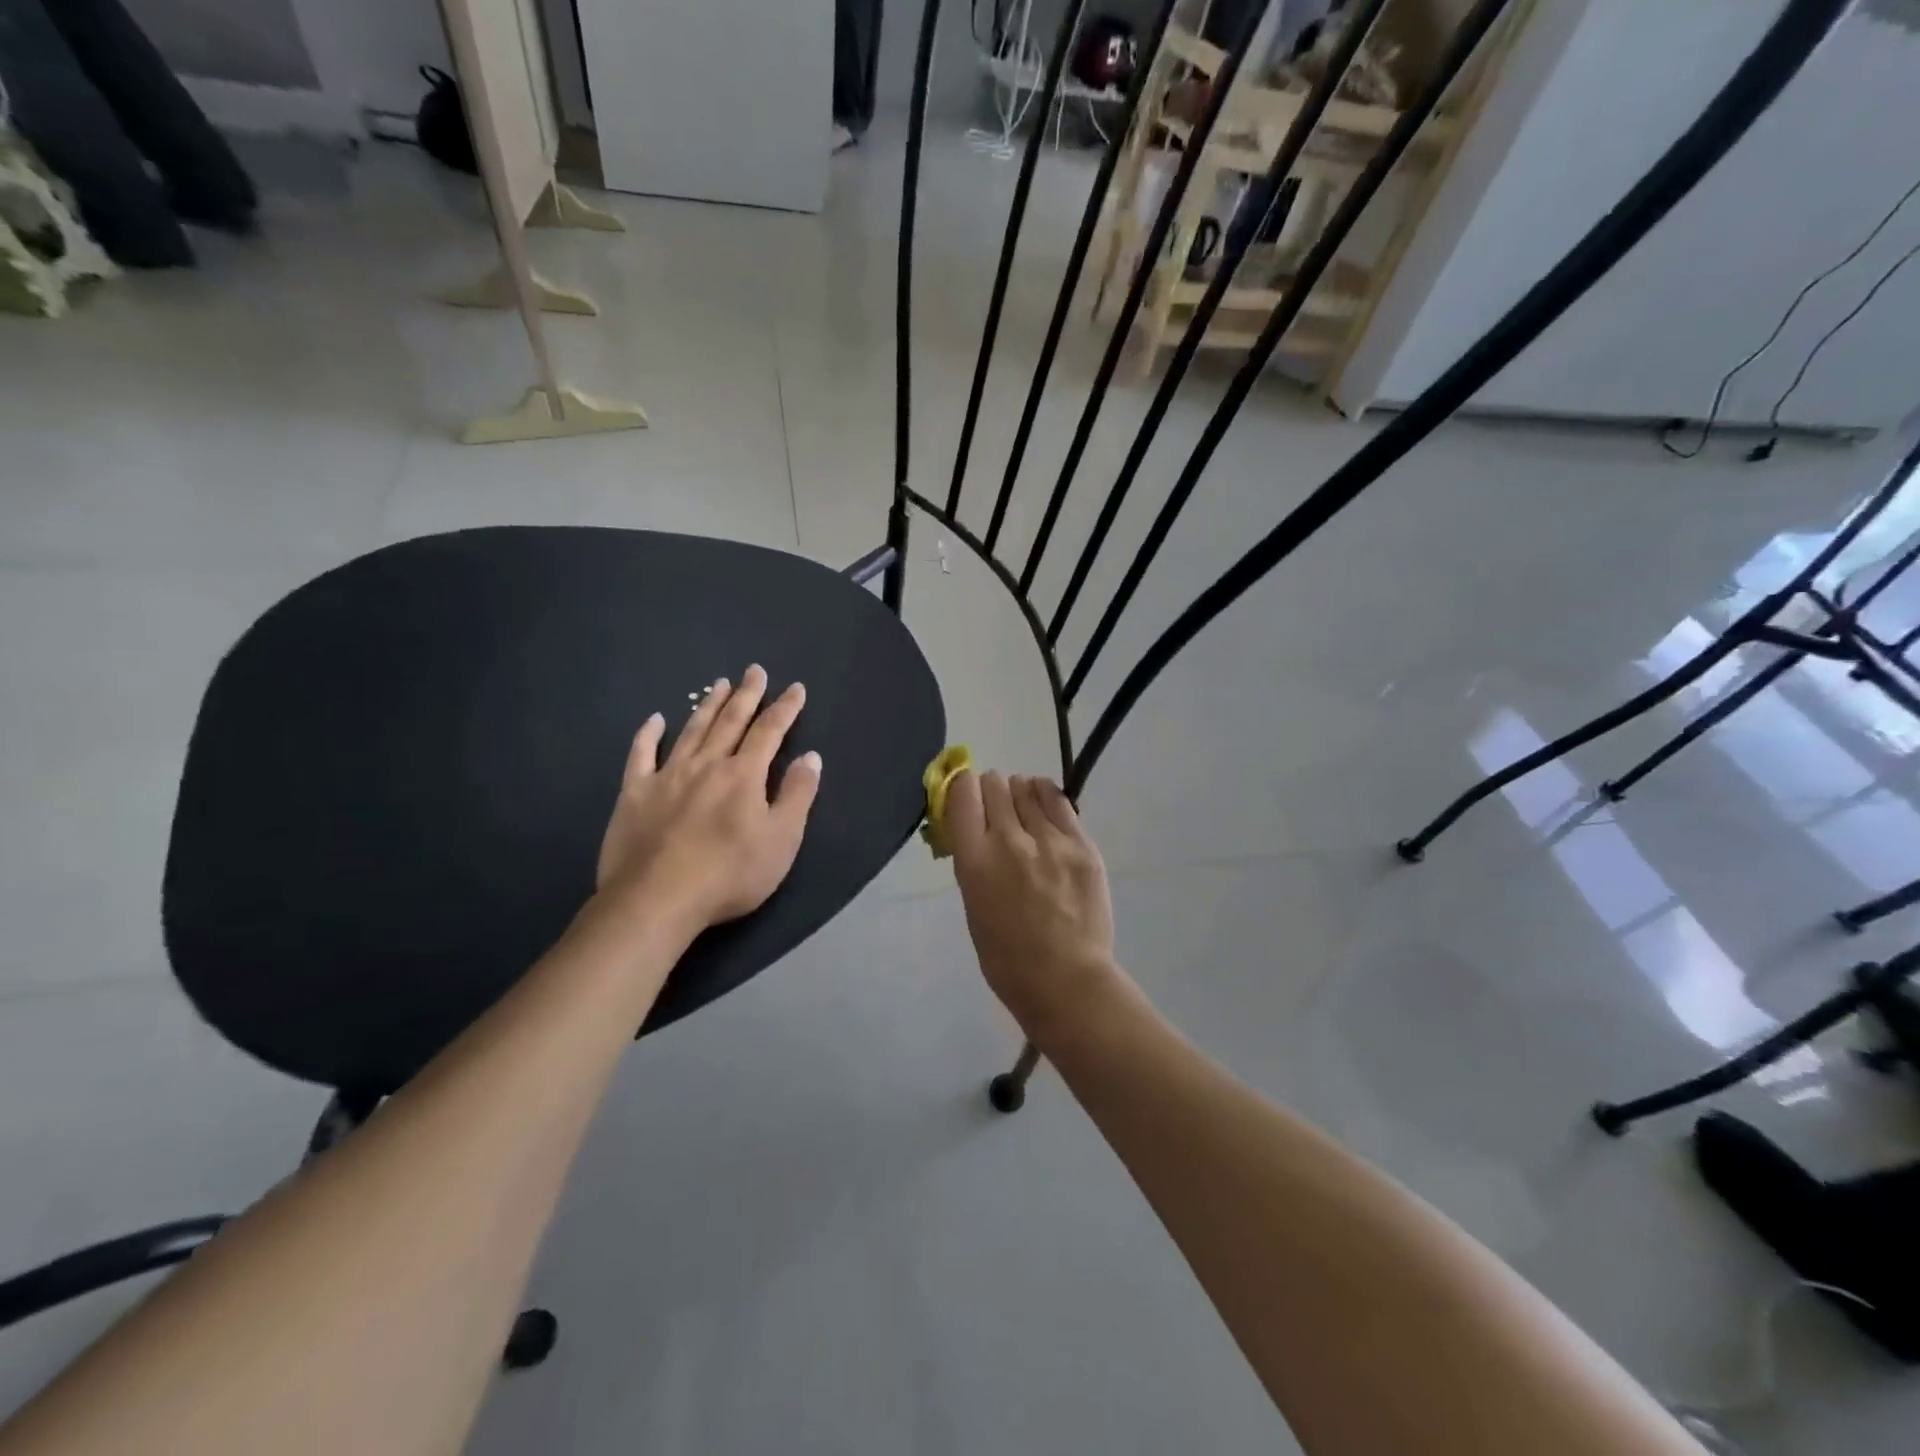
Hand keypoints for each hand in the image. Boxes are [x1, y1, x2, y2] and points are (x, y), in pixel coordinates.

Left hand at [596, 664, 821, 929]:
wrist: (657, 899)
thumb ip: (798, 795)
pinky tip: (655, 720)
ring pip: (692, 731)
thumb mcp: (781, 840)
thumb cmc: (729, 874)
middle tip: (754, 670)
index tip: (795, 688)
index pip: (770, 732)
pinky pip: (641, 755)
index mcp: (744, 775)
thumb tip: (811, 756)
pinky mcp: (635, 794)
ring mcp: (667, 776)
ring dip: (708, 706)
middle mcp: (707, 765)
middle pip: (731, 722)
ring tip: (720, 685)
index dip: (785, 708)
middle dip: (747, 695)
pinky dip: (649, 735)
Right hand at [946, 771, 1119, 1040]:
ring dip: (1019, 793)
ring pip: (1026, 789)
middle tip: (996, 806)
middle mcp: (1009, 840)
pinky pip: (1059, 801)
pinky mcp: (1081, 844)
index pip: (962, 795)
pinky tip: (1044, 800)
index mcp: (974, 861)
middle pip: (995, 785)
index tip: (967, 794)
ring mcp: (1049, 840)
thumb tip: (975, 832)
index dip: (962, 787)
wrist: (1066, 980)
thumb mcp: (973, 906)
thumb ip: (974, 863)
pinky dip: (1046, 796)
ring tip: (1023, 806)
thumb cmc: (1007, 958)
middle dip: (991, 790)